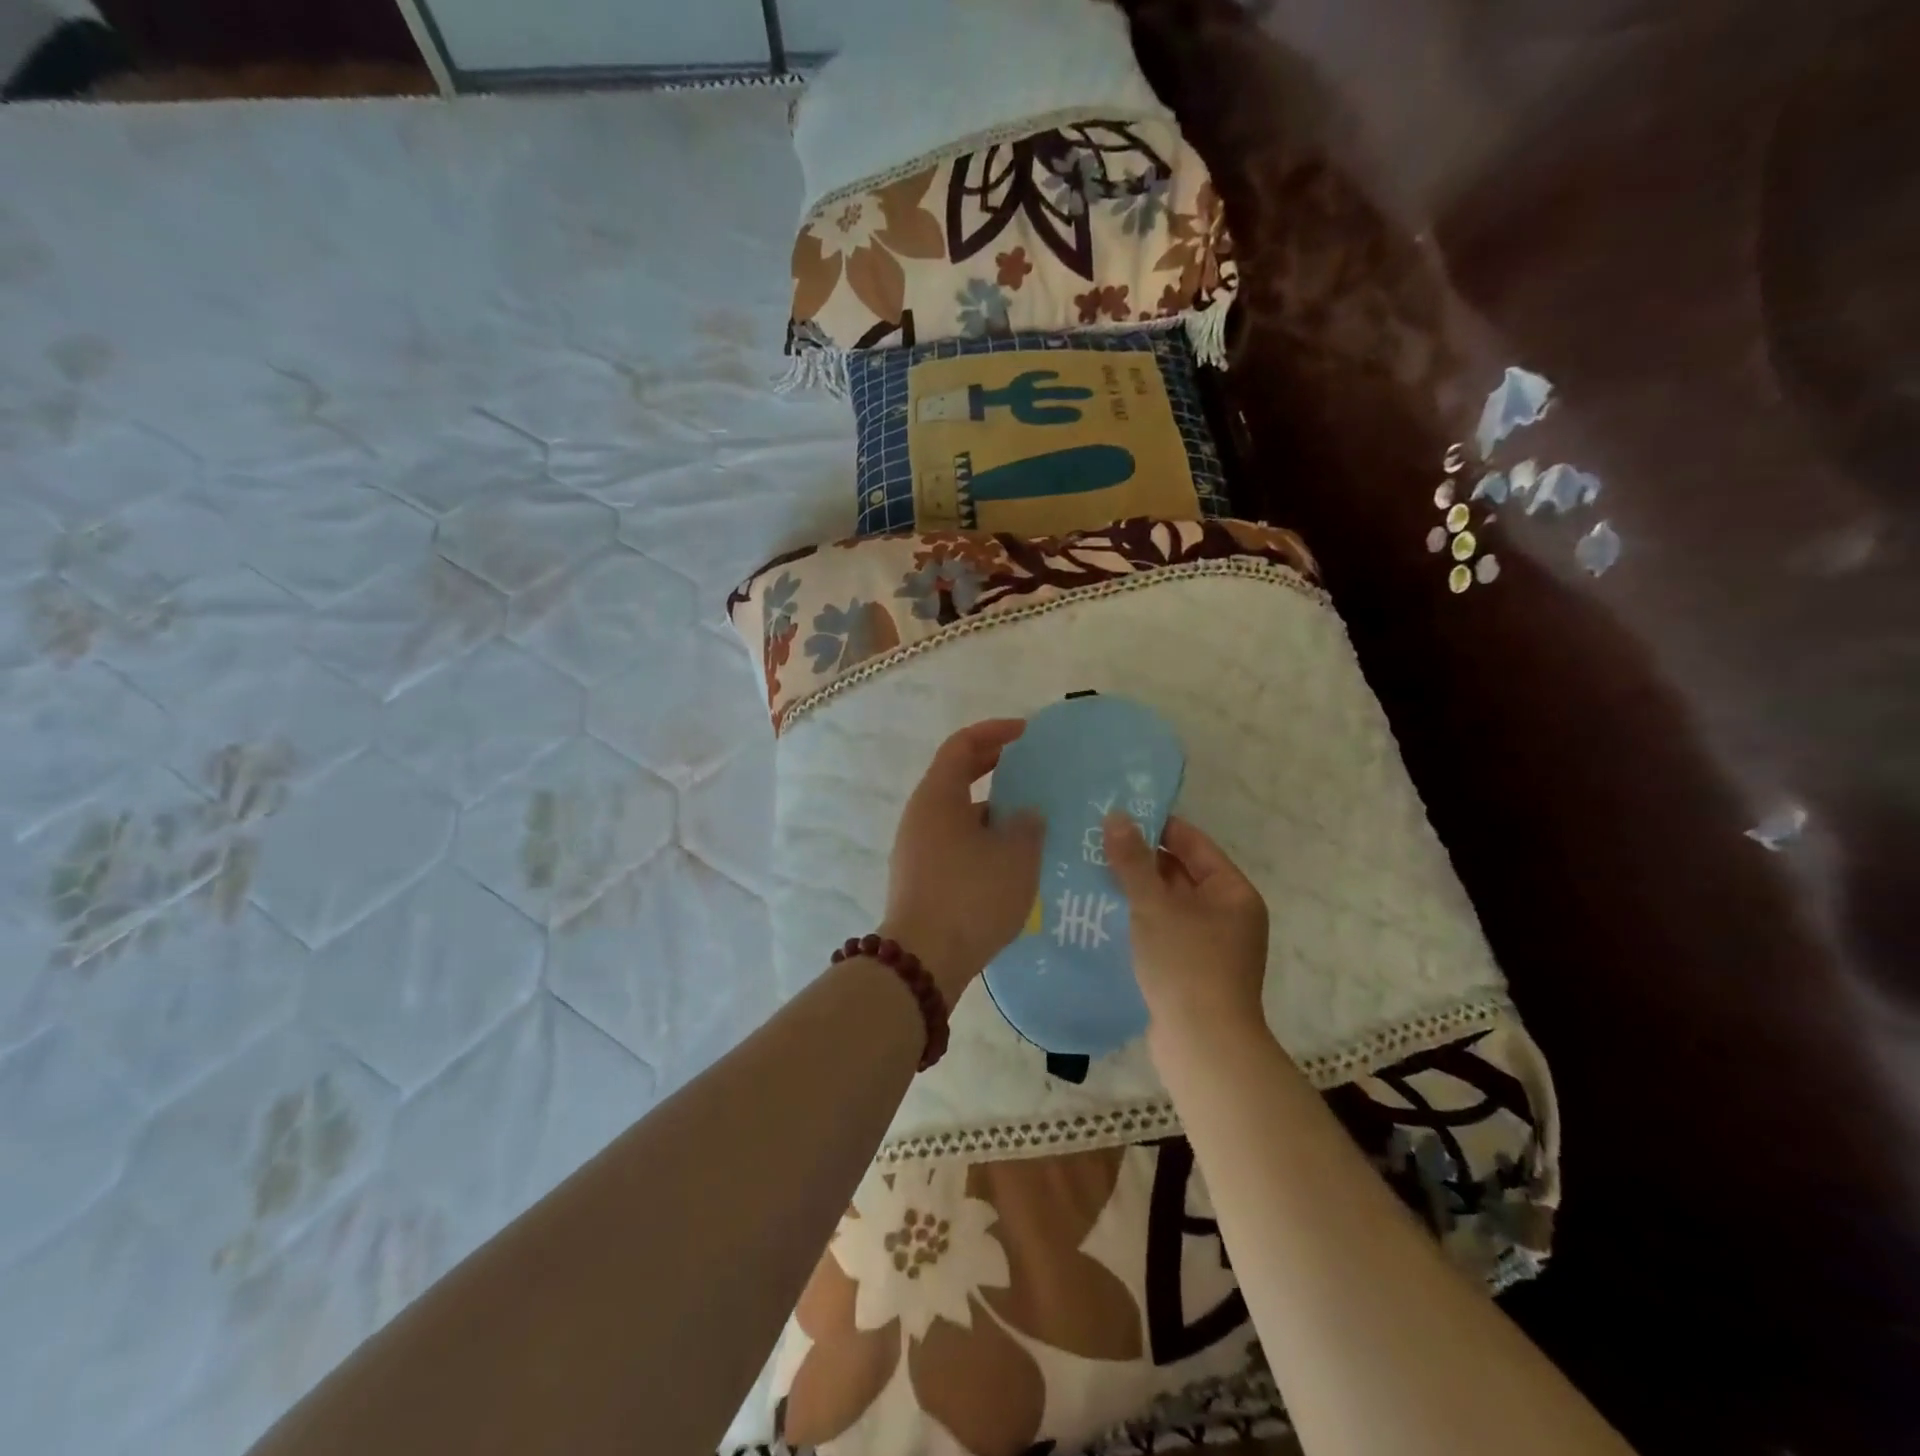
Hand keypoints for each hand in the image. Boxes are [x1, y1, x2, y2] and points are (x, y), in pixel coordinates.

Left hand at [882, 719, 1044, 1001]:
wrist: (923, 961)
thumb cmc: (971, 896)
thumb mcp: (1015, 857)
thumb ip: (1028, 826)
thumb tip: (1026, 815)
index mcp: (938, 796)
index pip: (962, 745)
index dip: (994, 732)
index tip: (1026, 733)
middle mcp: (921, 815)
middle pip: (956, 776)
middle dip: (994, 767)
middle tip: (1031, 769)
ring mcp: (916, 847)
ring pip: (958, 813)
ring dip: (992, 809)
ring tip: (1031, 819)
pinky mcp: (920, 876)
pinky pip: (955, 841)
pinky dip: (982, 837)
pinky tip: (1011, 859)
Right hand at [1103, 813, 1269, 1038]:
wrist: (1204, 1046)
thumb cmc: (1186, 964)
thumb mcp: (1155, 905)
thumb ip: (1133, 860)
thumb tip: (1116, 816)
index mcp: (1232, 892)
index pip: (1193, 844)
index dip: (1157, 827)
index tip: (1117, 815)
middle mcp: (1228, 914)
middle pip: (1180, 873)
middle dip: (1140, 860)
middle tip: (1096, 844)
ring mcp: (1211, 945)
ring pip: (1168, 905)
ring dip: (1136, 891)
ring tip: (1092, 873)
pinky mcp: (1191, 971)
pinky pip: (1163, 932)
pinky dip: (1139, 921)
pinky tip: (1105, 915)